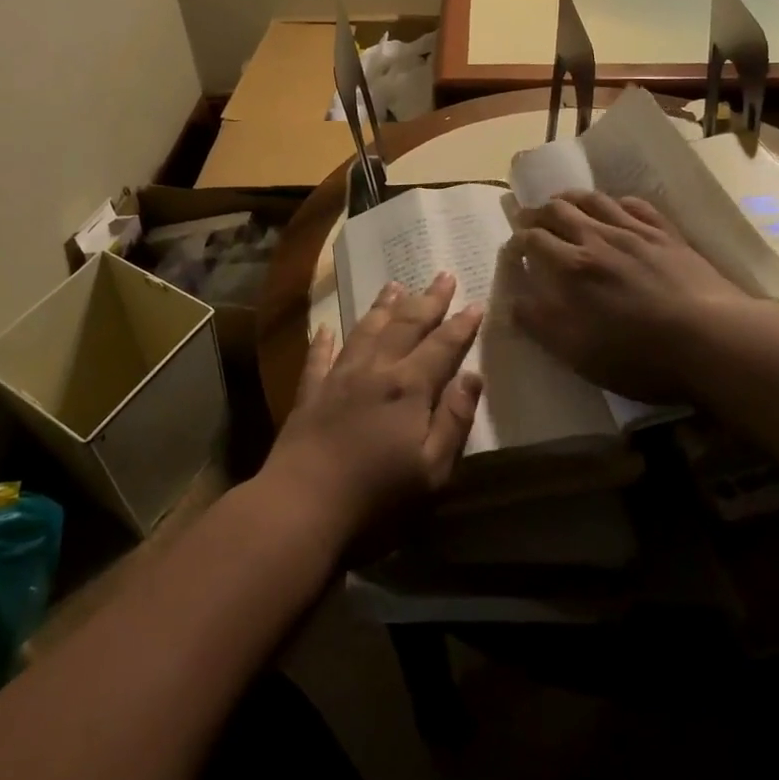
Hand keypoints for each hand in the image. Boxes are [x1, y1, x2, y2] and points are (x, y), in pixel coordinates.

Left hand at [259, 273, 483, 548]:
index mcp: (408, 388)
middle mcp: (375, 370)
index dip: (460, 325)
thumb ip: (454, 420)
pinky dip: (324, 340)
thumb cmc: (376, 497)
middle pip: (405, 326)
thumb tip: (472, 376)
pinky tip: (326, 327)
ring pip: (365, 331)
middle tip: (442, 275)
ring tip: (395, 285)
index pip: (441, 346)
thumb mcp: (432, 470)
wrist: (302, 504)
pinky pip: (318, 357)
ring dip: (382, 307)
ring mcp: (338, 378)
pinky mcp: (310, 393)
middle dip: (427, 300)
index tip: (475, 303)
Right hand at [506, 190, 746, 402]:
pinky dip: (616, 201)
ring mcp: (635, 232)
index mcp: (572, 267)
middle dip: (537, 213)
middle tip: (528, 220)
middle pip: (558, 211)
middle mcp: (598, 238)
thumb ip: (540, 324)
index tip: (512, 250)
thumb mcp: (578, 352)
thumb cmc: (640, 355)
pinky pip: (635, 205)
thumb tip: (513, 301)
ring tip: (561, 202)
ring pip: (594, 200)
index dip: (517, 242)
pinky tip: (615, 207)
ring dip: (570, 198)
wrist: (713, 341)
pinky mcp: (667, 234)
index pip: (533, 240)